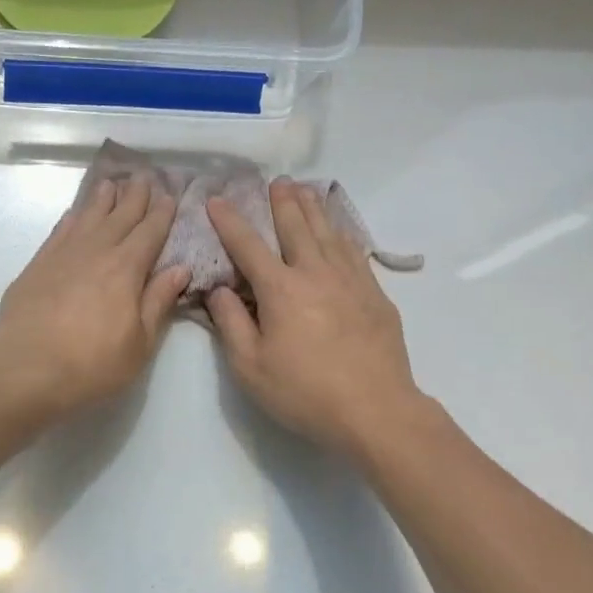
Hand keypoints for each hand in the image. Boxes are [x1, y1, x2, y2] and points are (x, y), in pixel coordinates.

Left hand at [0, 175, 189, 422]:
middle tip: (145, 176)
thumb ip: (158, 301)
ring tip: (112, 183)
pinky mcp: (36, 266)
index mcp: (126, 269)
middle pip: (119, 216)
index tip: (170, 194)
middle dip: (135, 196)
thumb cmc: (92, 365)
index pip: (149, 232)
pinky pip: (59, 232)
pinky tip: (75, 213)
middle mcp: (95, 252)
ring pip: (87, 217)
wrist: (26, 372)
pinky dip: (71, 219)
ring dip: (102, 199)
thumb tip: (180, 268)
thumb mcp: (139, 343)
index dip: (162, 212)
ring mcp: (62, 256)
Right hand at [207, 180, 424, 456]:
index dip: (229, 221)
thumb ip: (230, 324)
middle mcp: (315, 273)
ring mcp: (350, 280)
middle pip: (296, 227)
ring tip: (304, 190)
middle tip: (276, 181)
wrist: (376, 410)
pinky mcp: (375, 294)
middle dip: (281, 202)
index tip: (216, 200)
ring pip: (328, 232)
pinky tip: (339, 230)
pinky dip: (342, 233)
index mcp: (280, 289)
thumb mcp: (250, 367)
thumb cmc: (305, 392)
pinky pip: (354, 251)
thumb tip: (219, 289)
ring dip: (313, 208)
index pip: (248, 245)